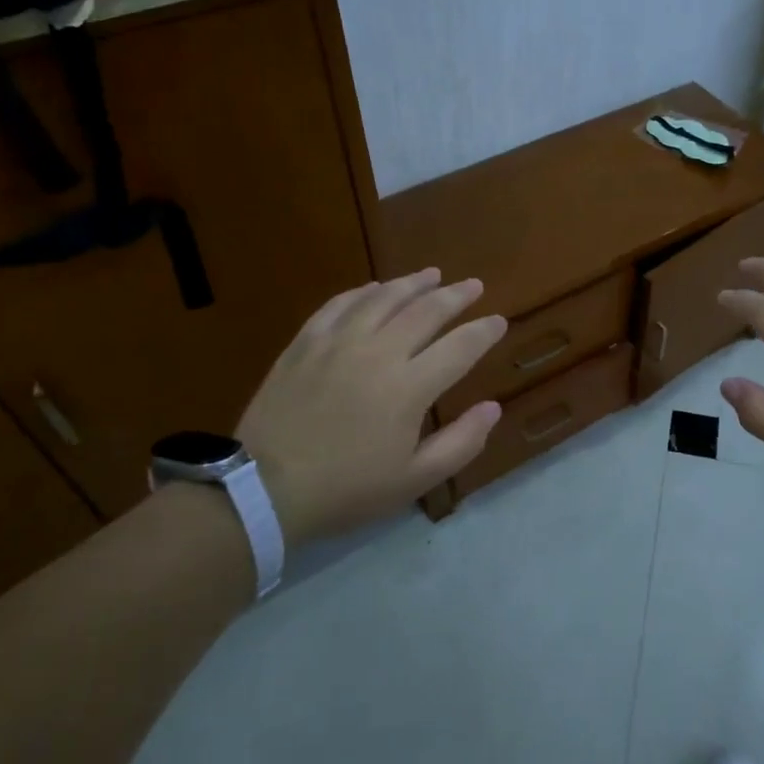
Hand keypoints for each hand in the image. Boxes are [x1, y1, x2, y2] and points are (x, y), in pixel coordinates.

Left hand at [236, 268, 506, 543]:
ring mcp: (338, 342)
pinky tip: (374, 288)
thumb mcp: (414, 479)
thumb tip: (492, 407)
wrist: (264, 489)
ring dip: (412, 283)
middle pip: (425, 311)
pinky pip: (339, 304)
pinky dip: (363, 291)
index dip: (484, 332)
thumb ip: (461, 442)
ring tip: (432, 274)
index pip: (459, 347)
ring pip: (383, 298)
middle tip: (473, 285)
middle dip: (455, 296)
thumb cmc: (347, 489)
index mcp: (409, 387)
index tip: (499, 321)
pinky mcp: (305, 343)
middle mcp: (378, 352)